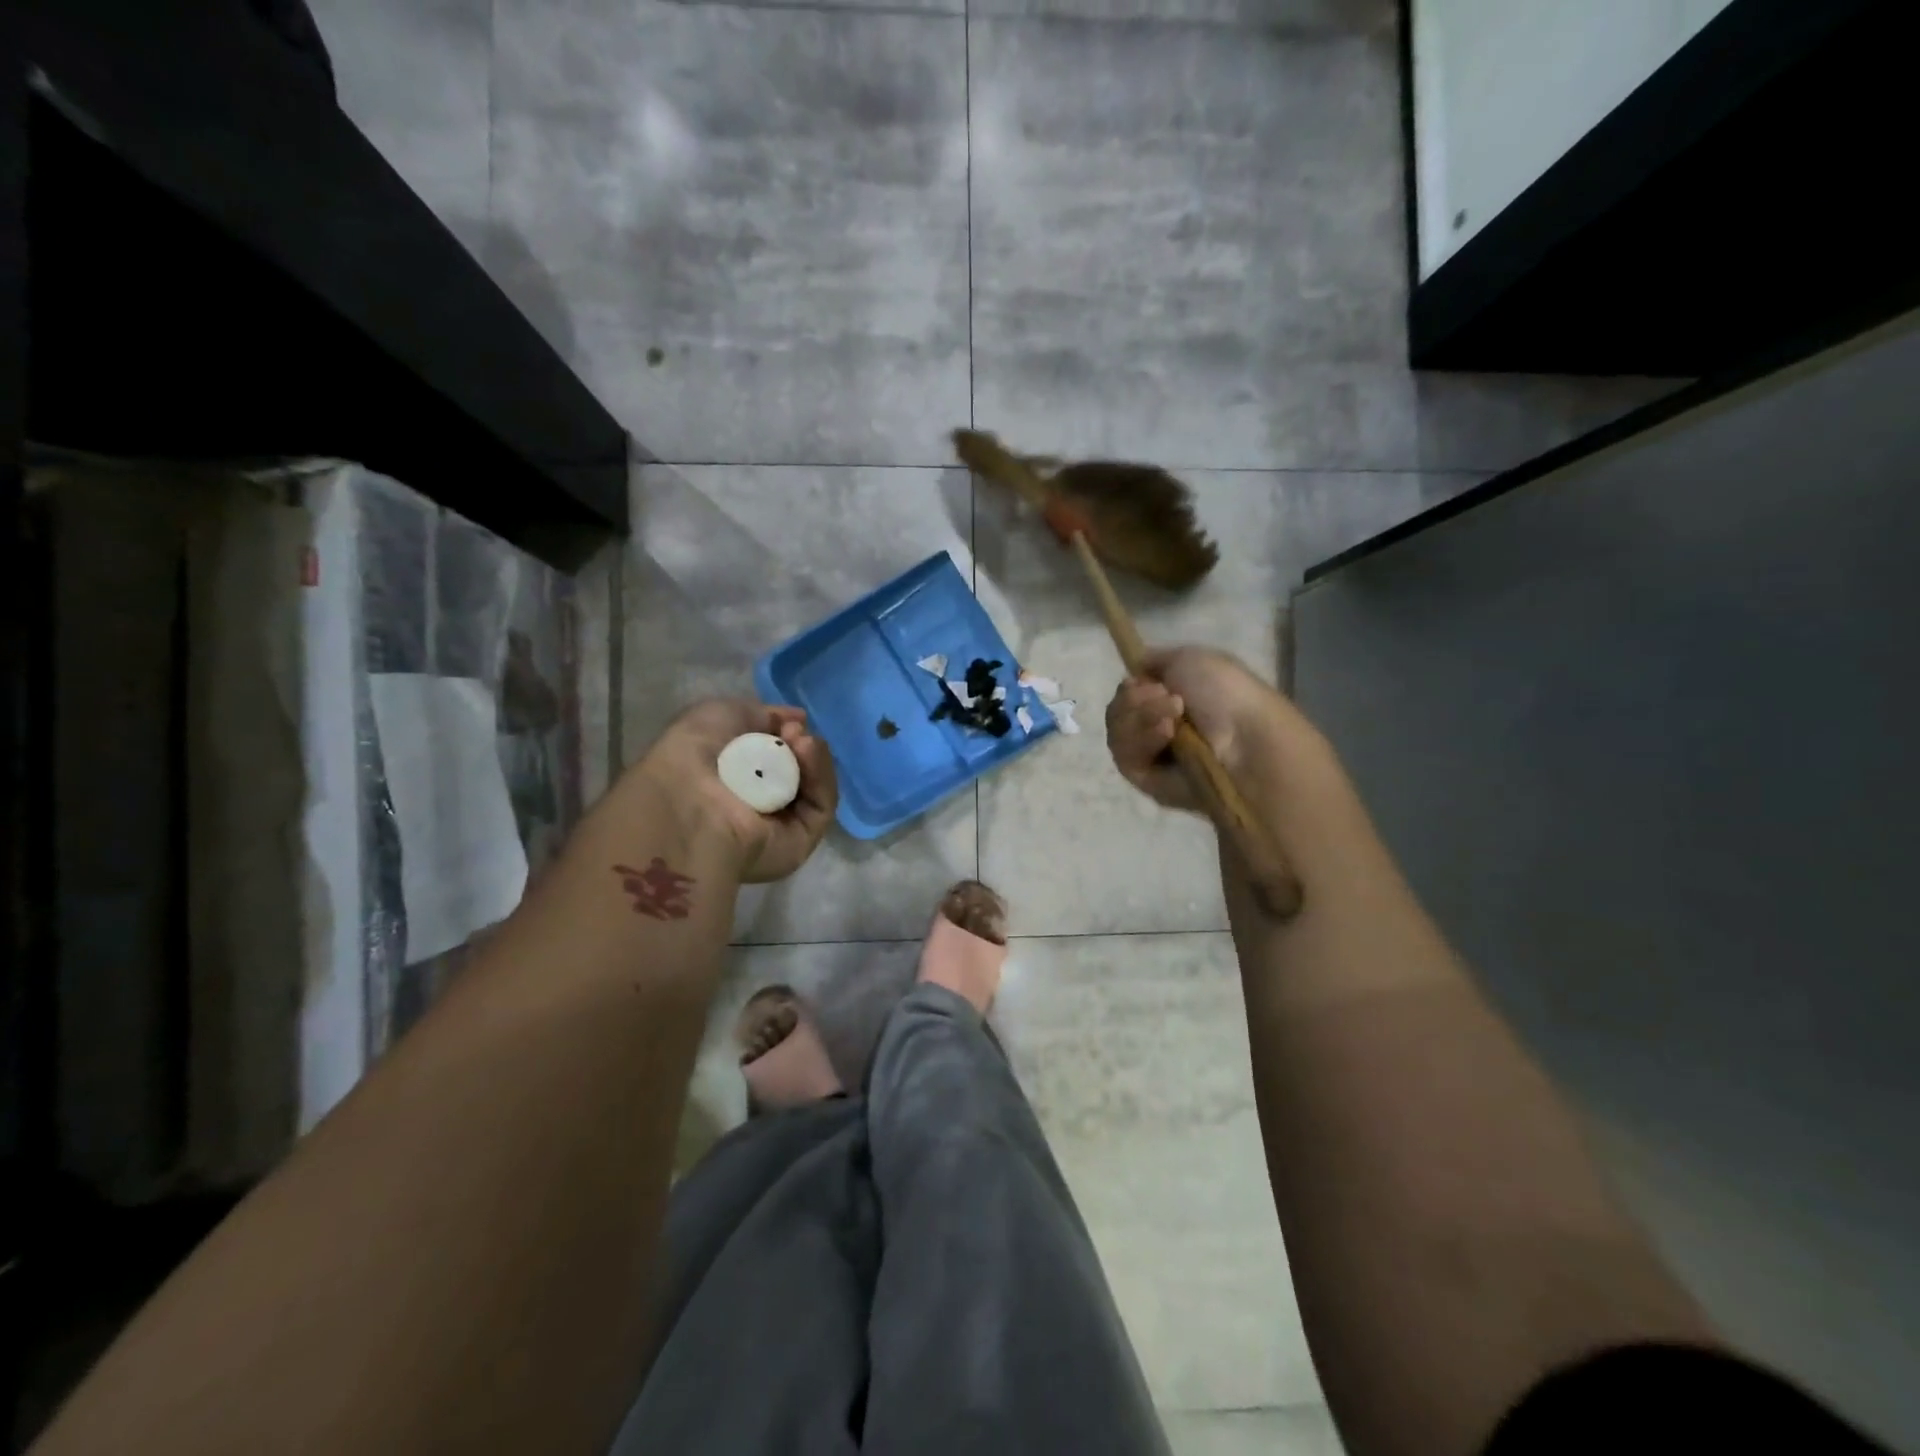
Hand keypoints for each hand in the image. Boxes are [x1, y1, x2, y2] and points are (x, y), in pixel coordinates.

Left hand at [638, 700, 837, 882]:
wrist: (691, 802)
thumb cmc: (692, 755)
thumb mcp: (719, 714)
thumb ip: (761, 714)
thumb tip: (797, 720)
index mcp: (729, 779)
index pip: (771, 755)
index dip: (783, 732)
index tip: (787, 721)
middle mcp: (755, 804)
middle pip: (797, 768)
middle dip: (800, 744)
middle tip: (793, 732)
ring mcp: (781, 825)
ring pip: (813, 785)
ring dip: (812, 757)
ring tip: (801, 741)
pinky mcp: (802, 840)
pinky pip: (822, 803)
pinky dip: (821, 775)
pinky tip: (809, 751)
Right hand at [1105, 646, 1291, 812]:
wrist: (1244, 740)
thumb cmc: (1226, 694)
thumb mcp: (1190, 658)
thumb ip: (1156, 659)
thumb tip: (1136, 667)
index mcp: (1169, 699)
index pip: (1128, 692)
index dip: (1130, 685)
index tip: (1140, 680)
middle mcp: (1157, 726)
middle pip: (1117, 710)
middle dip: (1135, 700)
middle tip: (1165, 697)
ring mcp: (1150, 754)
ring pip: (1117, 730)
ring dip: (1140, 717)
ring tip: (1172, 719)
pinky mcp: (1145, 780)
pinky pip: (1124, 754)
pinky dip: (1142, 739)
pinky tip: (1166, 735)